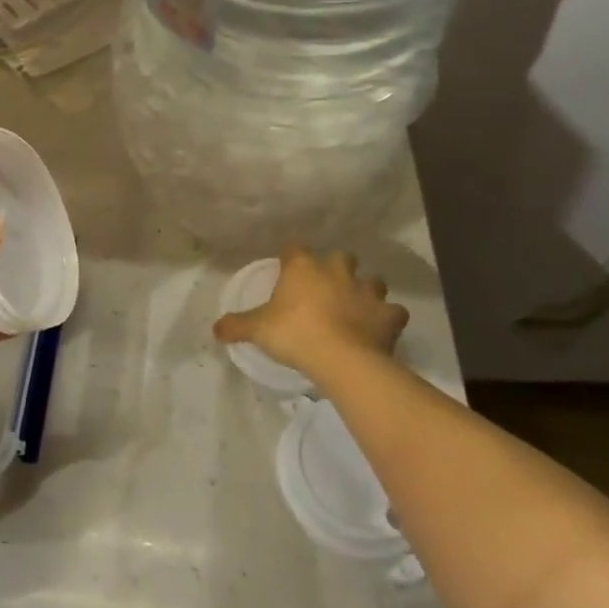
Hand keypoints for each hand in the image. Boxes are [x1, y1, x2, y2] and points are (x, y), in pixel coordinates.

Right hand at [214, 248, 407, 384]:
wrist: (340, 358)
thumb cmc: (294, 334)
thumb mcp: (258, 329)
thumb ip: (237, 325)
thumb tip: (215, 329)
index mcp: (303, 266)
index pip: (295, 249)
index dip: (291, 258)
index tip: (287, 271)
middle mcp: (337, 270)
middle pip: (341, 257)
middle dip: (337, 269)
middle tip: (326, 288)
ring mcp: (367, 290)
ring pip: (373, 280)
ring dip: (365, 290)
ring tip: (356, 307)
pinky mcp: (389, 314)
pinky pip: (393, 312)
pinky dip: (388, 318)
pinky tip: (381, 329)